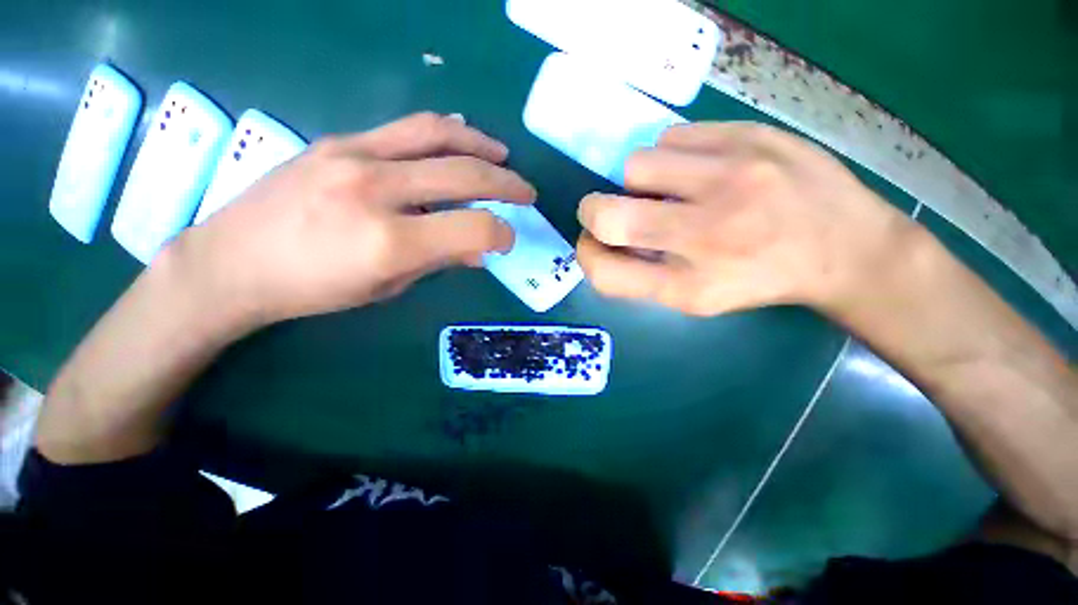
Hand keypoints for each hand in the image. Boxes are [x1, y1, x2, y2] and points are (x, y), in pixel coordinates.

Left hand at [164, 112, 535, 330]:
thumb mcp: (386, 286)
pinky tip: (460, 141)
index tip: (508, 240)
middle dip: (507, 185)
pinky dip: (444, 134)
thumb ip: (439, 261)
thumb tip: (480, 251)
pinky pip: (405, 129)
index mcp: (390, 242)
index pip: (472, 228)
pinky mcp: (339, 141)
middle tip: (526, 193)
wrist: (232, 261)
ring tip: (502, 156)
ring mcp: (354, 156)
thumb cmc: (313, 289)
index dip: (501, 234)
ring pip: (437, 134)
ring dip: (481, 145)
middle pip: (464, 174)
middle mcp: (377, 190)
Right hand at [576, 122, 914, 315]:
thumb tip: (602, 240)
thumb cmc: (758, 279)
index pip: (604, 272)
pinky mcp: (750, 136)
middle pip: (606, 214)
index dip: (587, 254)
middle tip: (610, 210)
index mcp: (688, 286)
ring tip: (667, 189)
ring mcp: (731, 178)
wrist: (846, 247)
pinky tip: (696, 168)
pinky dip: (670, 154)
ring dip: (638, 181)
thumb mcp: (695, 298)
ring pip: (635, 166)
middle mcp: (705, 234)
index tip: (596, 243)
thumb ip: (641, 275)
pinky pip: (672, 136)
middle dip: (594, 211)